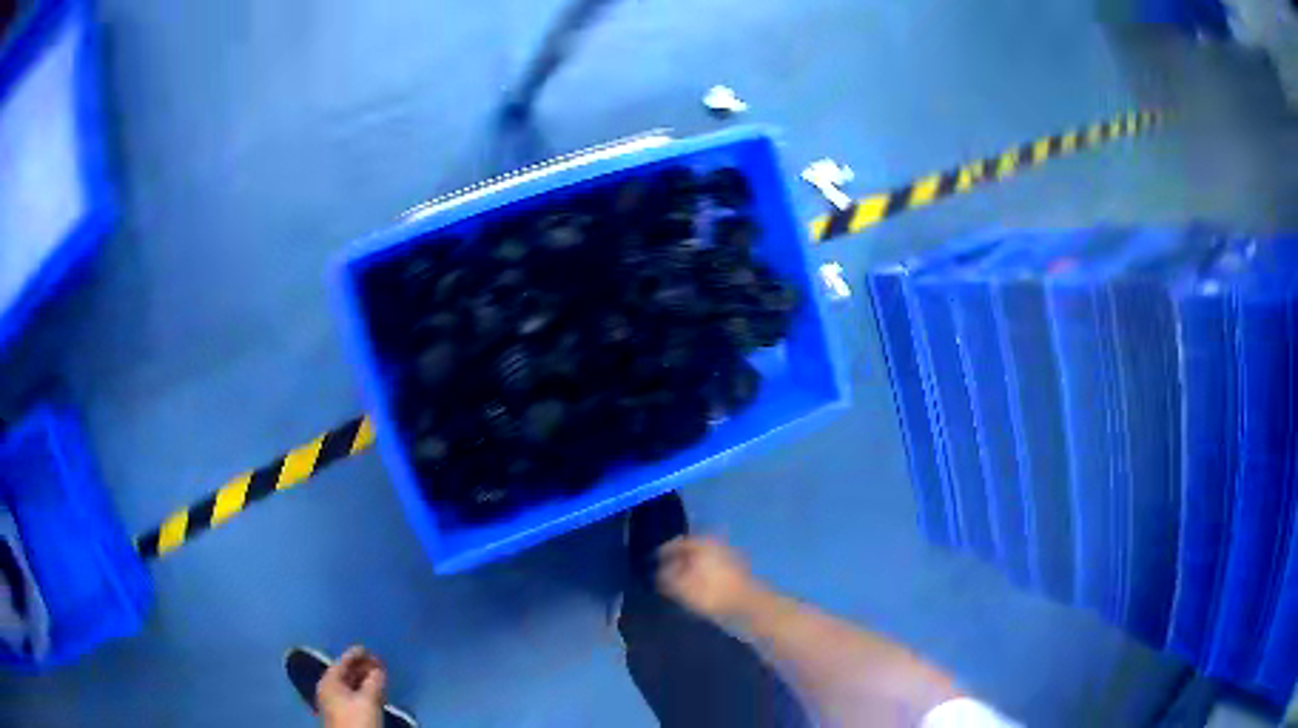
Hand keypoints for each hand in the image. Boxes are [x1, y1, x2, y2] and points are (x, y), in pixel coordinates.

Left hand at [317, 646, 385, 727]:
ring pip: (350, 684)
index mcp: (329, 681)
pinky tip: (374, 691)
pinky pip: (352, 694)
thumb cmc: (357, 719)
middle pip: (346, 672)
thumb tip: (379, 669)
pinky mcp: (341, 712)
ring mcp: (334, 701)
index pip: (343, 661)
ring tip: (380, 676)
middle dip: (362, 667)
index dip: (357, 654)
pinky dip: (363, 690)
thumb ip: (374, 681)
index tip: (369, 648)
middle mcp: (328, 688)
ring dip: (364, 679)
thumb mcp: (368, 699)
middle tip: (378, 662)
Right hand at [656, 536, 762, 621]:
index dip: (663, 552)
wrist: (749, 603)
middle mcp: (715, 543)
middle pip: (691, 548)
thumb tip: (659, 572)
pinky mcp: (736, 567)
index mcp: (701, 543)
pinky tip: (698, 583)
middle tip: (665, 569)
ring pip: (702, 556)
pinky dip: (703, 571)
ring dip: (691, 565)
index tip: (653, 561)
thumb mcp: (683, 588)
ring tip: (680, 579)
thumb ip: (667, 577)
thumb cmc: (713, 594)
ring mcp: (728, 554)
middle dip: (678, 558)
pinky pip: (712, 565)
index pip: (676, 543)